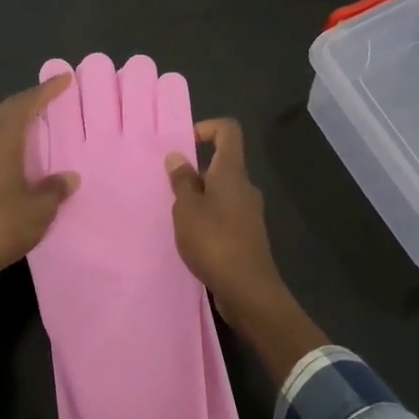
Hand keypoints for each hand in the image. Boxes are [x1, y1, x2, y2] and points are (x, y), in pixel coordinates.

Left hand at [0, 76, 79, 306]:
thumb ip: (54, 189)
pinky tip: (16, 152)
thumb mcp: (38, 210)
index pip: (24, 105)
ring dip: (15, 119)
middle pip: (6, 111)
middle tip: (52, 94)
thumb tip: (69, 177)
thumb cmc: (1, 228)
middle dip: (29, 100)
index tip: (64, 78)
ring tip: (37, 120)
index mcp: (0, 143)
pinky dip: (6, 138)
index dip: (45, 90)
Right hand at [168, 119, 327, 386]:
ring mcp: (249, 213)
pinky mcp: (247, 236)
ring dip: (200, 197)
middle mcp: (245, 188)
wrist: (248, 290)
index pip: (229, 131)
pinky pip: (225, 214)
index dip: (207, 128)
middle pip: (223, 164)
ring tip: (176, 215)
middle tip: (170, 188)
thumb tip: (178, 156)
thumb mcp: (187, 209)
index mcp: (232, 173)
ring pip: (222, 192)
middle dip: (195, 170)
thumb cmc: (214, 241)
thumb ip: (182, 182)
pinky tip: (191, 237)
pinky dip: (207, 217)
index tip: (185, 145)